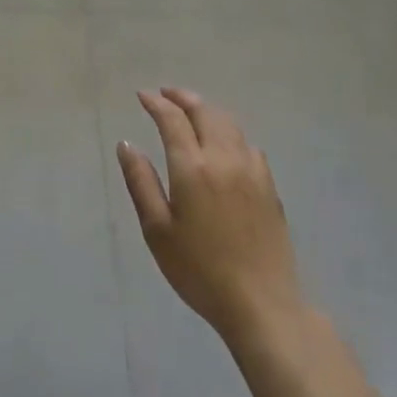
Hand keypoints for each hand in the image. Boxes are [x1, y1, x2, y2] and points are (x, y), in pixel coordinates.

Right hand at [117, 87, 304, 344]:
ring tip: (192, 112)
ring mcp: (253, 171)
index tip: (142, 95)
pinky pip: (248, 145)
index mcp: (193, 167)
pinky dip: (230, 133)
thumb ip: (141, 182)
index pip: (173, 120)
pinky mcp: (270, 187)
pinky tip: (225, 146)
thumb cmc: (199, 269)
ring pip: (230, 125)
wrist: (261, 303)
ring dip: (208, 111)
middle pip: (206, 112)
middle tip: (166, 94)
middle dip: (183, 98)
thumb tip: (126, 144)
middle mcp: (225, 159)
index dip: (156, 103)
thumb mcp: (157, 229)